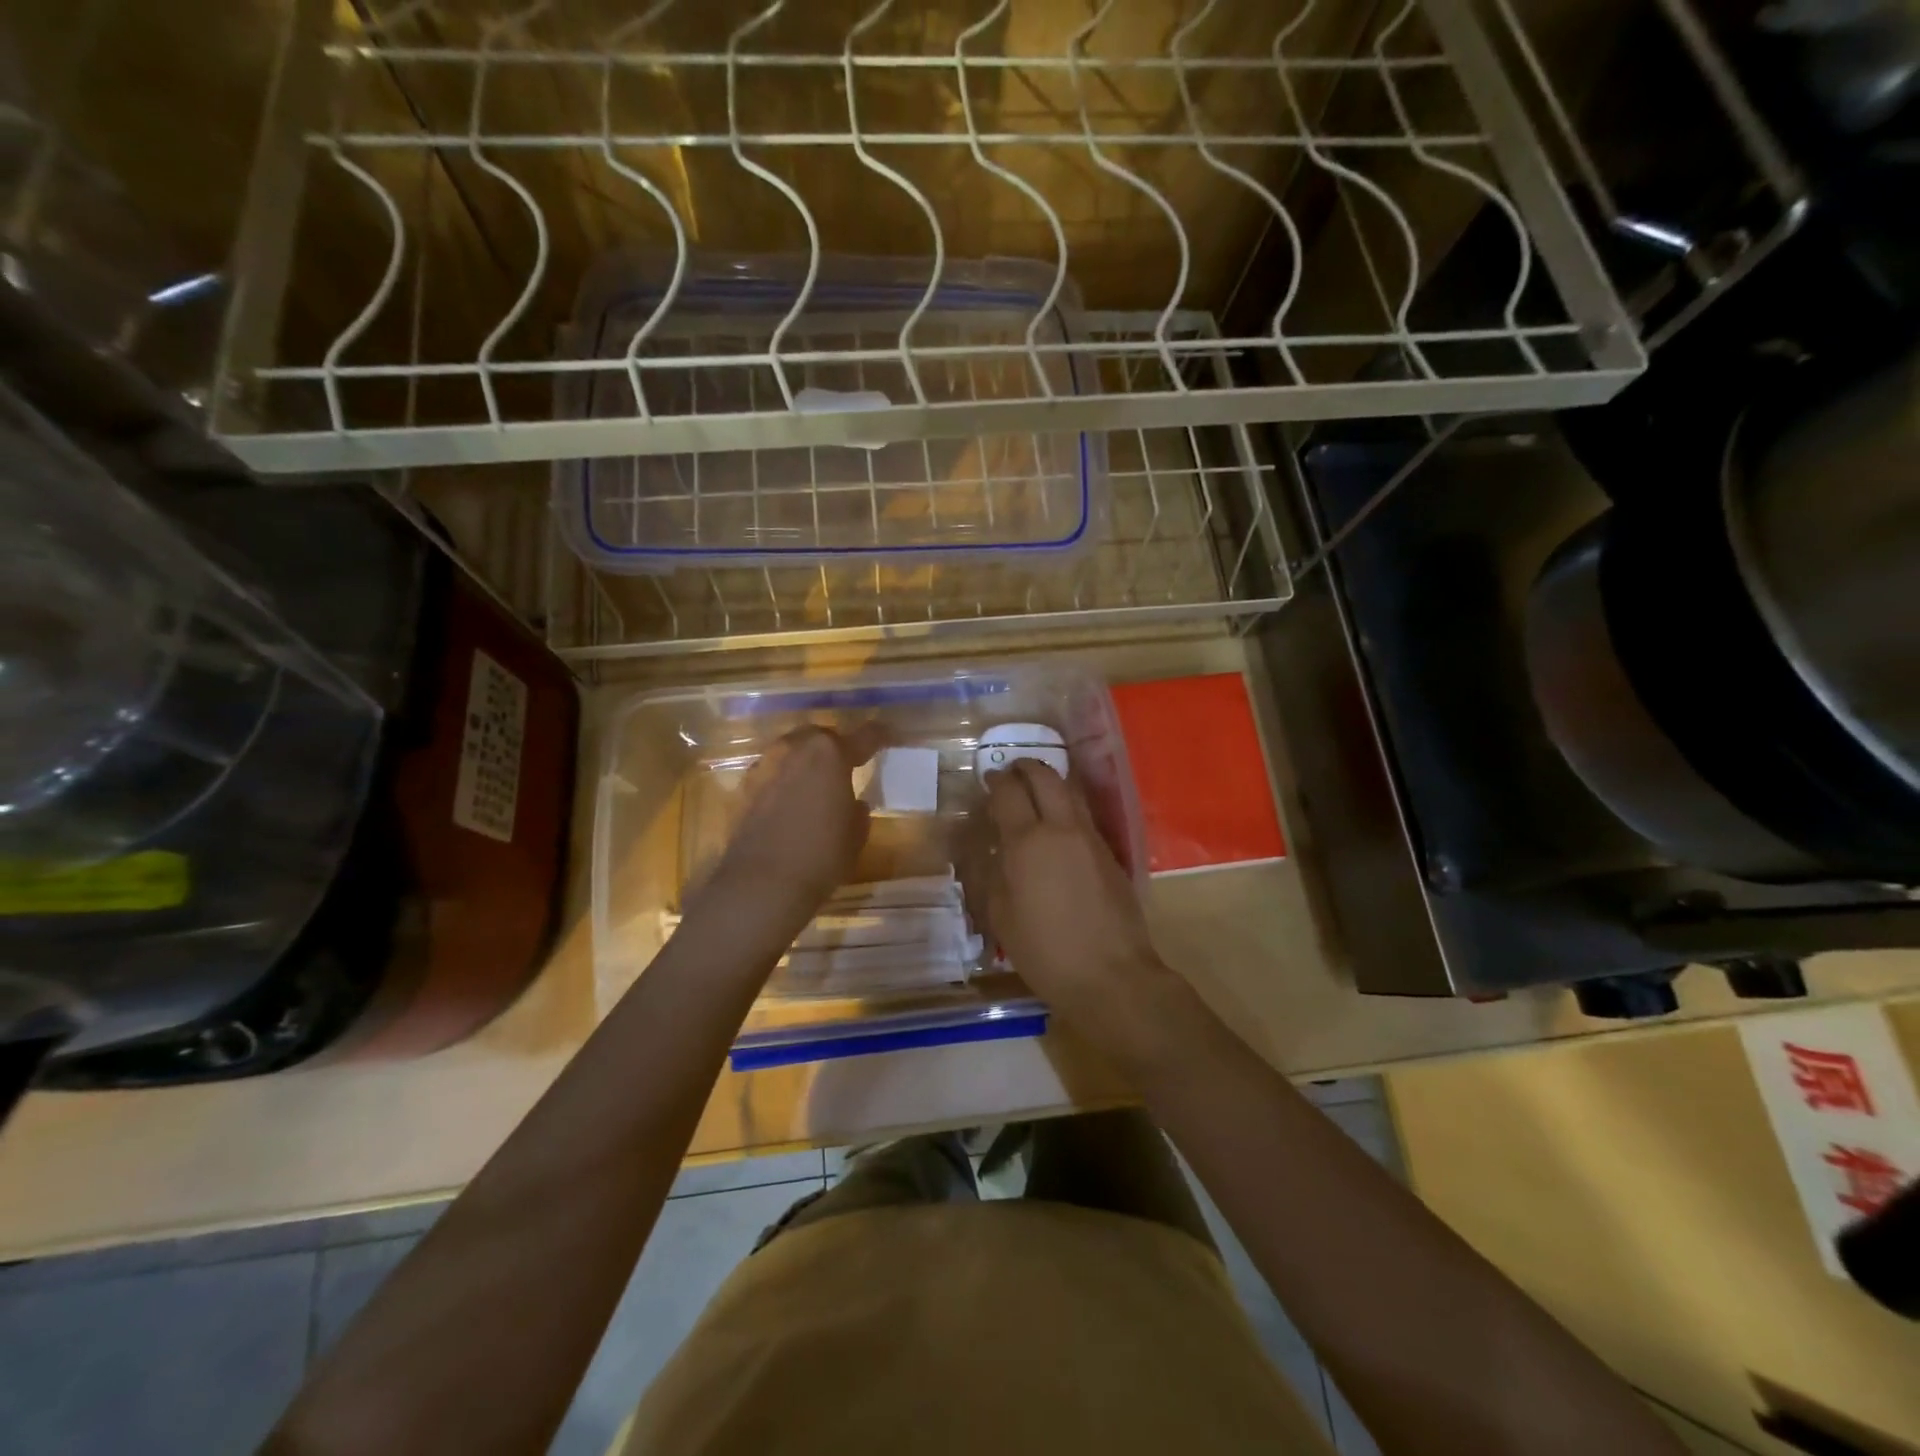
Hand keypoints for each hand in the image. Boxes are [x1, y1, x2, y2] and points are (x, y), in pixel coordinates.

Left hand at [704, 724, 883, 925]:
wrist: (761, 883)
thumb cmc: (821, 856)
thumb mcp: (856, 834)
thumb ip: (857, 809)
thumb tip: (853, 802)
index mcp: (830, 754)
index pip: (864, 736)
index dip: (879, 735)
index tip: (888, 736)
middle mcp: (795, 749)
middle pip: (820, 737)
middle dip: (834, 746)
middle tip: (846, 765)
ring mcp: (765, 766)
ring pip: (791, 752)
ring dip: (805, 762)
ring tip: (816, 785)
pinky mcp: (743, 788)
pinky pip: (771, 774)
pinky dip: (783, 782)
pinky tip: (789, 804)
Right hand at [969, 760, 1184, 1070]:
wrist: (1111, 975)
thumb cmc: (1045, 951)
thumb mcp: (1001, 915)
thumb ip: (993, 873)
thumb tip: (993, 849)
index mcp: (1028, 842)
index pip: (1009, 792)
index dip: (996, 780)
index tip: (987, 778)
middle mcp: (1062, 829)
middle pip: (1046, 778)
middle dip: (1026, 768)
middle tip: (1011, 772)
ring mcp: (1091, 839)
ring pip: (1071, 792)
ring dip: (1050, 782)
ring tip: (1034, 791)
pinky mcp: (1110, 854)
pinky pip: (1083, 816)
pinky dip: (1066, 807)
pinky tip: (1056, 826)